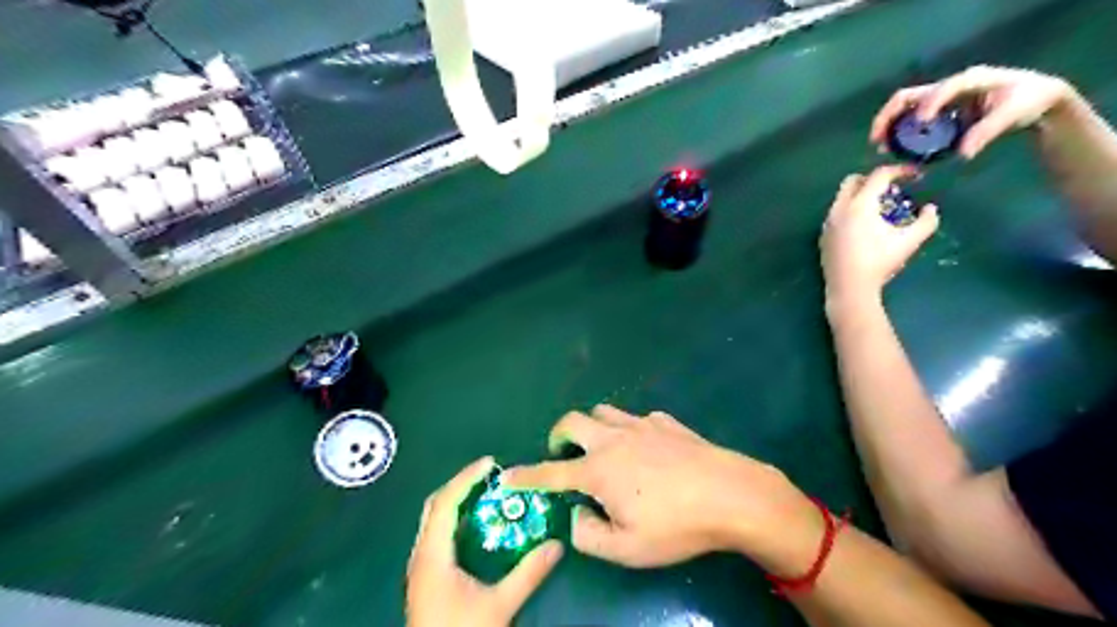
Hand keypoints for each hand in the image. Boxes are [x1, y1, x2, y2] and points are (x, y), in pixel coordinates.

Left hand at [408, 455, 562, 625]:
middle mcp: (421, 556)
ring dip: (456, 501)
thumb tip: (557, 545)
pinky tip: (475, 525)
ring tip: (484, 492)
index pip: (446, 503)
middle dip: (460, 484)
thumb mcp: (499, 606)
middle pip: (435, 506)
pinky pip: (437, 534)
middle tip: (489, 475)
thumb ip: (528, 574)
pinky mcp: (426, 577)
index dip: (466, 478)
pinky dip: (455, 519)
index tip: (490, 463)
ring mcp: (420, 567)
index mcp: (432, 556)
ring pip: (433, 520)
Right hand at [503, 405, 818, 569]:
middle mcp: (614, 439)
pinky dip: (630, 430)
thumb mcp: (627, 549)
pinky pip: (638, 418)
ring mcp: (642, 425)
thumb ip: (589, 535)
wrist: (731, 494)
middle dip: (560, 434)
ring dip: (594, 426)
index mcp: (599, 470)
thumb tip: (576, 516)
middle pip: (574, 420)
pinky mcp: (666, 422)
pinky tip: (647, 449)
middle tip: (563, 452)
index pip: (551, 472)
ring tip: (603, 448)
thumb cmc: (676, 525)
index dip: (526, 475)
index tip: (506, 475)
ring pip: (604, 412)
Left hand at [818, 164, 939, 304]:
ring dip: (860, 195)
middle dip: (873, 180)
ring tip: (879, 209)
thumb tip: (930, 208)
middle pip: (853, 181)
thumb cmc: (879, 263)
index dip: (899, 171)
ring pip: (842, 197)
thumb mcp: (909, 241)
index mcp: (859, 205)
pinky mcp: (823, 235)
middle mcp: (839, 209)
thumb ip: (926, 221)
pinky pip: (836, 213)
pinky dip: (850, 210)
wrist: (849, 288)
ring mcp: (827, 223)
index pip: (878, 176)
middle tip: (892, 190)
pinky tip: (863, 226)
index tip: (914, 175)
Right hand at [873, 64, 1071, 159]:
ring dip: (889, 129)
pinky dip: (900, 135)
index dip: (930, 104)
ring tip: (881, 148)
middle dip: (888, 117)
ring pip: (904, 111)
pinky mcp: (938, 114)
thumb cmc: (1026, 102)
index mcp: (969, 80)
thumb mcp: (1012, 116)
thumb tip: (961, 155)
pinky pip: (911, 123)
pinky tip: (895, 151)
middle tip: (876, 139)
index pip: (943, 89)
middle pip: (907, 97)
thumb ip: (986, 133)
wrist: (1036, 99)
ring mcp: (940, 101)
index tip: (921, 122)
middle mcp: (948, 88)